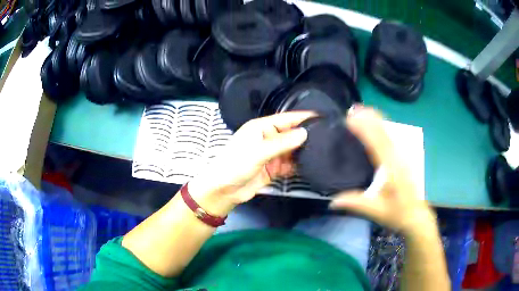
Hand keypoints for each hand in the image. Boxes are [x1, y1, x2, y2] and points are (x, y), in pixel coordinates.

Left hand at [189, 111, 314, 215]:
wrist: (224, 190)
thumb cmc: (235, 165)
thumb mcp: (258, 152)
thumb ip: (281, 143)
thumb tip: (304, 133)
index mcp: (261, 128)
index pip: (286, 119)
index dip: (302, 117)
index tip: (321, 116)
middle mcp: (268, 138)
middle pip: (291, 134)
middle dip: (307, 135)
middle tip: (328, 136)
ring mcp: (272, 155)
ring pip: (292, 150)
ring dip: (304, 151)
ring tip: (325, 149)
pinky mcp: (274, 169)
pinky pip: (290, 164)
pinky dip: (299, 165)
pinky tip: (312, 164)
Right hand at [330, 107, 435, 234]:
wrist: (415, 215)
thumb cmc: (397, 213)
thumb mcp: (376, 210)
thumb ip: (355, 203)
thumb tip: (332, 201)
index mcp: (391, 169)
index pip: (377, 144)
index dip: (364, 129)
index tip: (350, 119)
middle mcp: (397, 158)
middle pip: (384, 132)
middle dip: (369, 118)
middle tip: (353, 109)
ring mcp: (402, 156)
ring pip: (389, 131)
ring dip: (376, 119)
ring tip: (362, 110)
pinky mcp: (403, 157)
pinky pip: (392, 136)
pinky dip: (383, 126)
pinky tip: (377, 123)